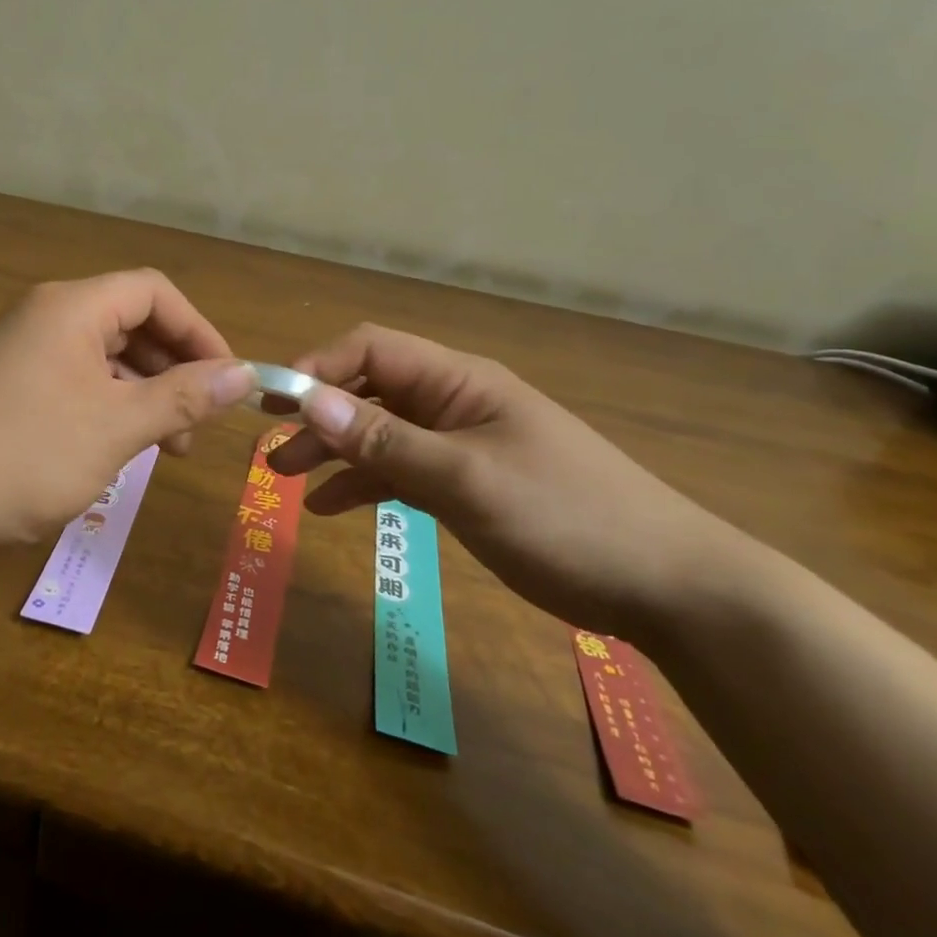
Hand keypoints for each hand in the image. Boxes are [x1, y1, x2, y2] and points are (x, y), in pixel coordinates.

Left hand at [0, 270, 255, 550]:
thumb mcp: (116, 427)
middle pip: (132, 321)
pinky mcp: (14, 382)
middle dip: (175, 367)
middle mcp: (49, 315)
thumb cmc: (25, 456)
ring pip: (107, 355)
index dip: (199, 330)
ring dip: (146, 392)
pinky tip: (122, 446)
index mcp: (74, 307)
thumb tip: (244, 374)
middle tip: (200, 420)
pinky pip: (79, 379)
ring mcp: (27, 348)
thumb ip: (183, 397)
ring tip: (168, 446)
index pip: (155, 292)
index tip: (228, 378)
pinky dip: (111, 405)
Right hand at [265, 324, 764, 640]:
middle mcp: (453, 403)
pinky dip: (364, 483)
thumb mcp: (467, 479)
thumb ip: (386, 441)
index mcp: (458, 381)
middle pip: (368, 391)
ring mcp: (460, 444)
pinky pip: (401, 471)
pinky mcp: (467, 483)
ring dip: (333, 450)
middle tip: (267, 444)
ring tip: (286, 477)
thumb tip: (309, 401)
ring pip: (379, 433)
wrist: (669, 586)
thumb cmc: (568, 518)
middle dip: (316, 413)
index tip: (275, 403)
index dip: (319, 367)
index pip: (371, 349)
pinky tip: (329, 507)